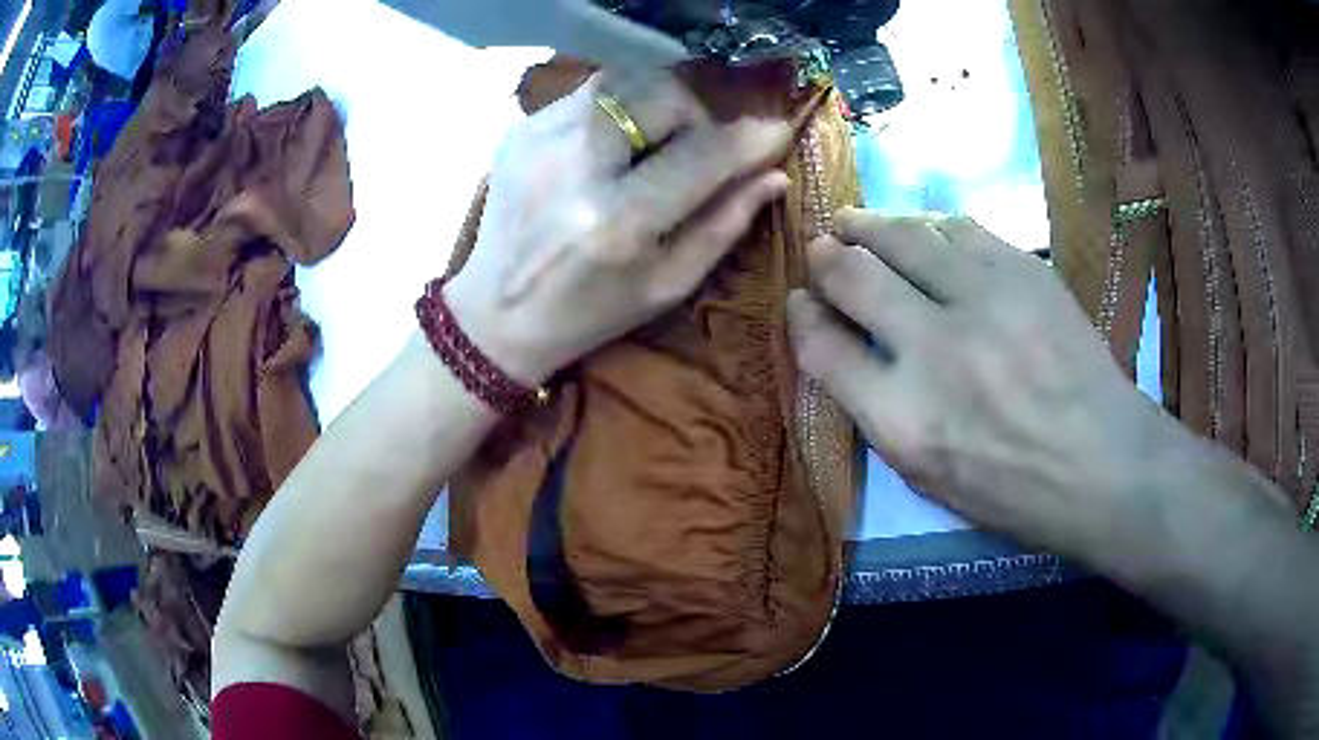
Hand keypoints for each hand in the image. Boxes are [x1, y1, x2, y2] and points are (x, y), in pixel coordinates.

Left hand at [445, 70, 792, 384]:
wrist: (495, 315)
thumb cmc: (589, 313)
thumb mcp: (667, 284)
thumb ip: (724, 225)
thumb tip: (773, 175)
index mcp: (617, 222)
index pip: (701, 155)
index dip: (748, 138)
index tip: (777, 130)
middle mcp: (575, 166)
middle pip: (661, 96)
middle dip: (694, 115)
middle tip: (695, 148)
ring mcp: (539, 139)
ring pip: (625, 82)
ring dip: (656, 106)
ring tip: (654, 144)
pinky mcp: (520, 130)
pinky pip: (589, 94)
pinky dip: (617, 110)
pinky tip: (612, 147)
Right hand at [788, 210, 1174, 551]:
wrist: (1102, 463)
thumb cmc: (1012, 489)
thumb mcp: (928, 477)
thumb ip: (877, 410)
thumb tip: (844, 347)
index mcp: (903, 420)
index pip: (822, 348)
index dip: (801, 317)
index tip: (799, 301)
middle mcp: (935, 349)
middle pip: (852, 275)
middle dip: (826, 256)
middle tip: (822, 247)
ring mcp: (983, 300)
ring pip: (903, 234)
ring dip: (869, 225)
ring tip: (856, 222)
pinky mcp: (1023, 270)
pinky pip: (958, 227)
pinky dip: (927, 226)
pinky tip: (922, 230)